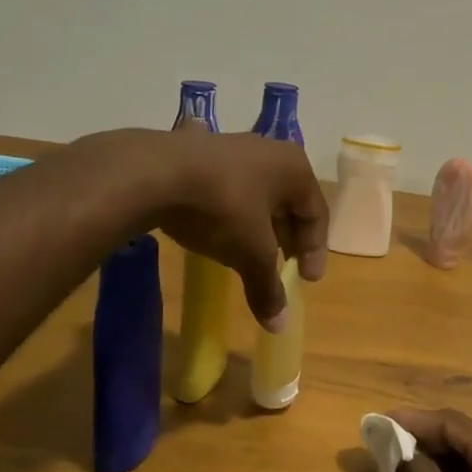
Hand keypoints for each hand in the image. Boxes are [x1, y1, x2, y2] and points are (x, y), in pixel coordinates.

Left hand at [151, 130, 328, 329]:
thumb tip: (280, 325)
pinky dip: (229, 209)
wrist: (153, 173)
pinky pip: (227, 186)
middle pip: (288, 202)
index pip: (317, 214)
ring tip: (249, 252)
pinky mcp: (199, 150)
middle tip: (283, 268)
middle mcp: (270, 150)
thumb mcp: (250, 253)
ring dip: (258, 225)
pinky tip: (216, 227)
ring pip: (257, 193)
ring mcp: (233, 146)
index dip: (315, 251)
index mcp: (295, 168)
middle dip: (287, 238)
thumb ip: (267, 287)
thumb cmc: (222, 208)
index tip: (305, 281)